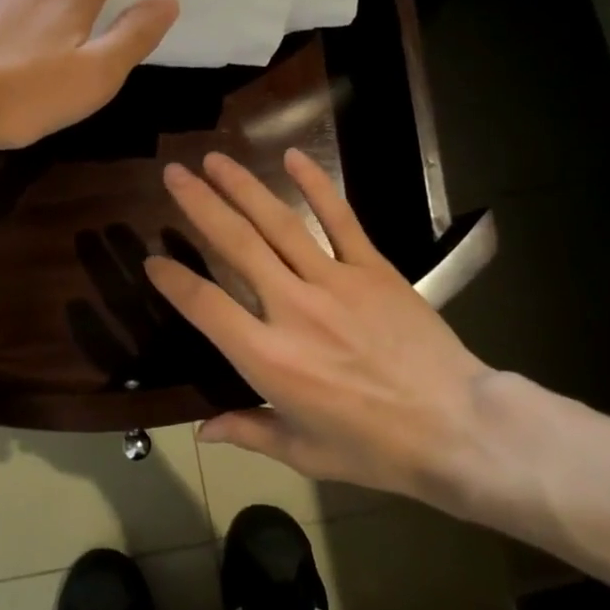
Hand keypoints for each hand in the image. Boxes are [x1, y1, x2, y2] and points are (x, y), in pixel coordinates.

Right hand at [145, 149, 498, 508]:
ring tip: (213, 159)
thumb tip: (202, 432)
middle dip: (199, 205)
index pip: (205, 305)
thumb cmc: (375, 448)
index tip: (152, 259)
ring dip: (243, 187)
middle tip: (173, 174)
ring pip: (278, 224)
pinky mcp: (372, 268)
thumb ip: (249, 432)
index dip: (173, 279)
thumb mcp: (305, 453)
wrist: (457, 428)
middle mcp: (292, 308)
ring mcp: (334, 282)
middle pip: (236, 246)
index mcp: (268, 358)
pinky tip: (292, 156)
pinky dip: (316, 186)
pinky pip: (340, 219)